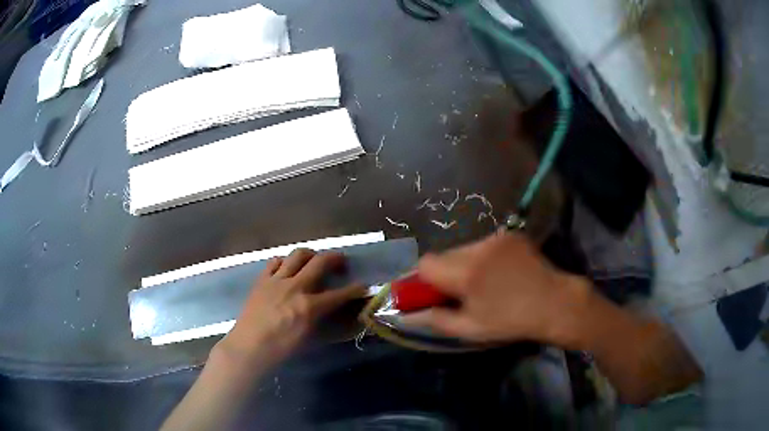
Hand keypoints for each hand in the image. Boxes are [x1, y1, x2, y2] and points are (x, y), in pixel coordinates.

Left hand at [215, 249, 366, 372]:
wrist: (249, 346)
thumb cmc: (280, 349)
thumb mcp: (307, 336)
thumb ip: (320, 317)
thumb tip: (330, 307)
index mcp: (308, 306)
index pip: (339, 294)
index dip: (355, 289)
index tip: (363, 286)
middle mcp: (295, 287)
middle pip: (320, 262)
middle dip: (336, 258)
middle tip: (341, 262)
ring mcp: (277, 280)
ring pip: (298, 254)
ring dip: (311, 255)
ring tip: (313, 261)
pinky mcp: (262, 279)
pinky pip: (276, 262)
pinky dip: (285, 262)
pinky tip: (287, 269)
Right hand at [403, 232, 590, 347]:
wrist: (554, 303)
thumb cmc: (511, 321)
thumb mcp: (471, 329)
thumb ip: (435, 320)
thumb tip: (409, 314)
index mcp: (466, 273)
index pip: (425, 263)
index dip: (423, 279)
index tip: (433, 293)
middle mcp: (478, 248)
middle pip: (444, 254)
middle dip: (445, 272)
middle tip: (460, 291)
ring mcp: (496, 238)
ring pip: (463, 248)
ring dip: (464, 263)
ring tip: (484, 282)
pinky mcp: (510, 234)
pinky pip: (483, 244)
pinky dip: (483, 257)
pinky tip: (500, 272)